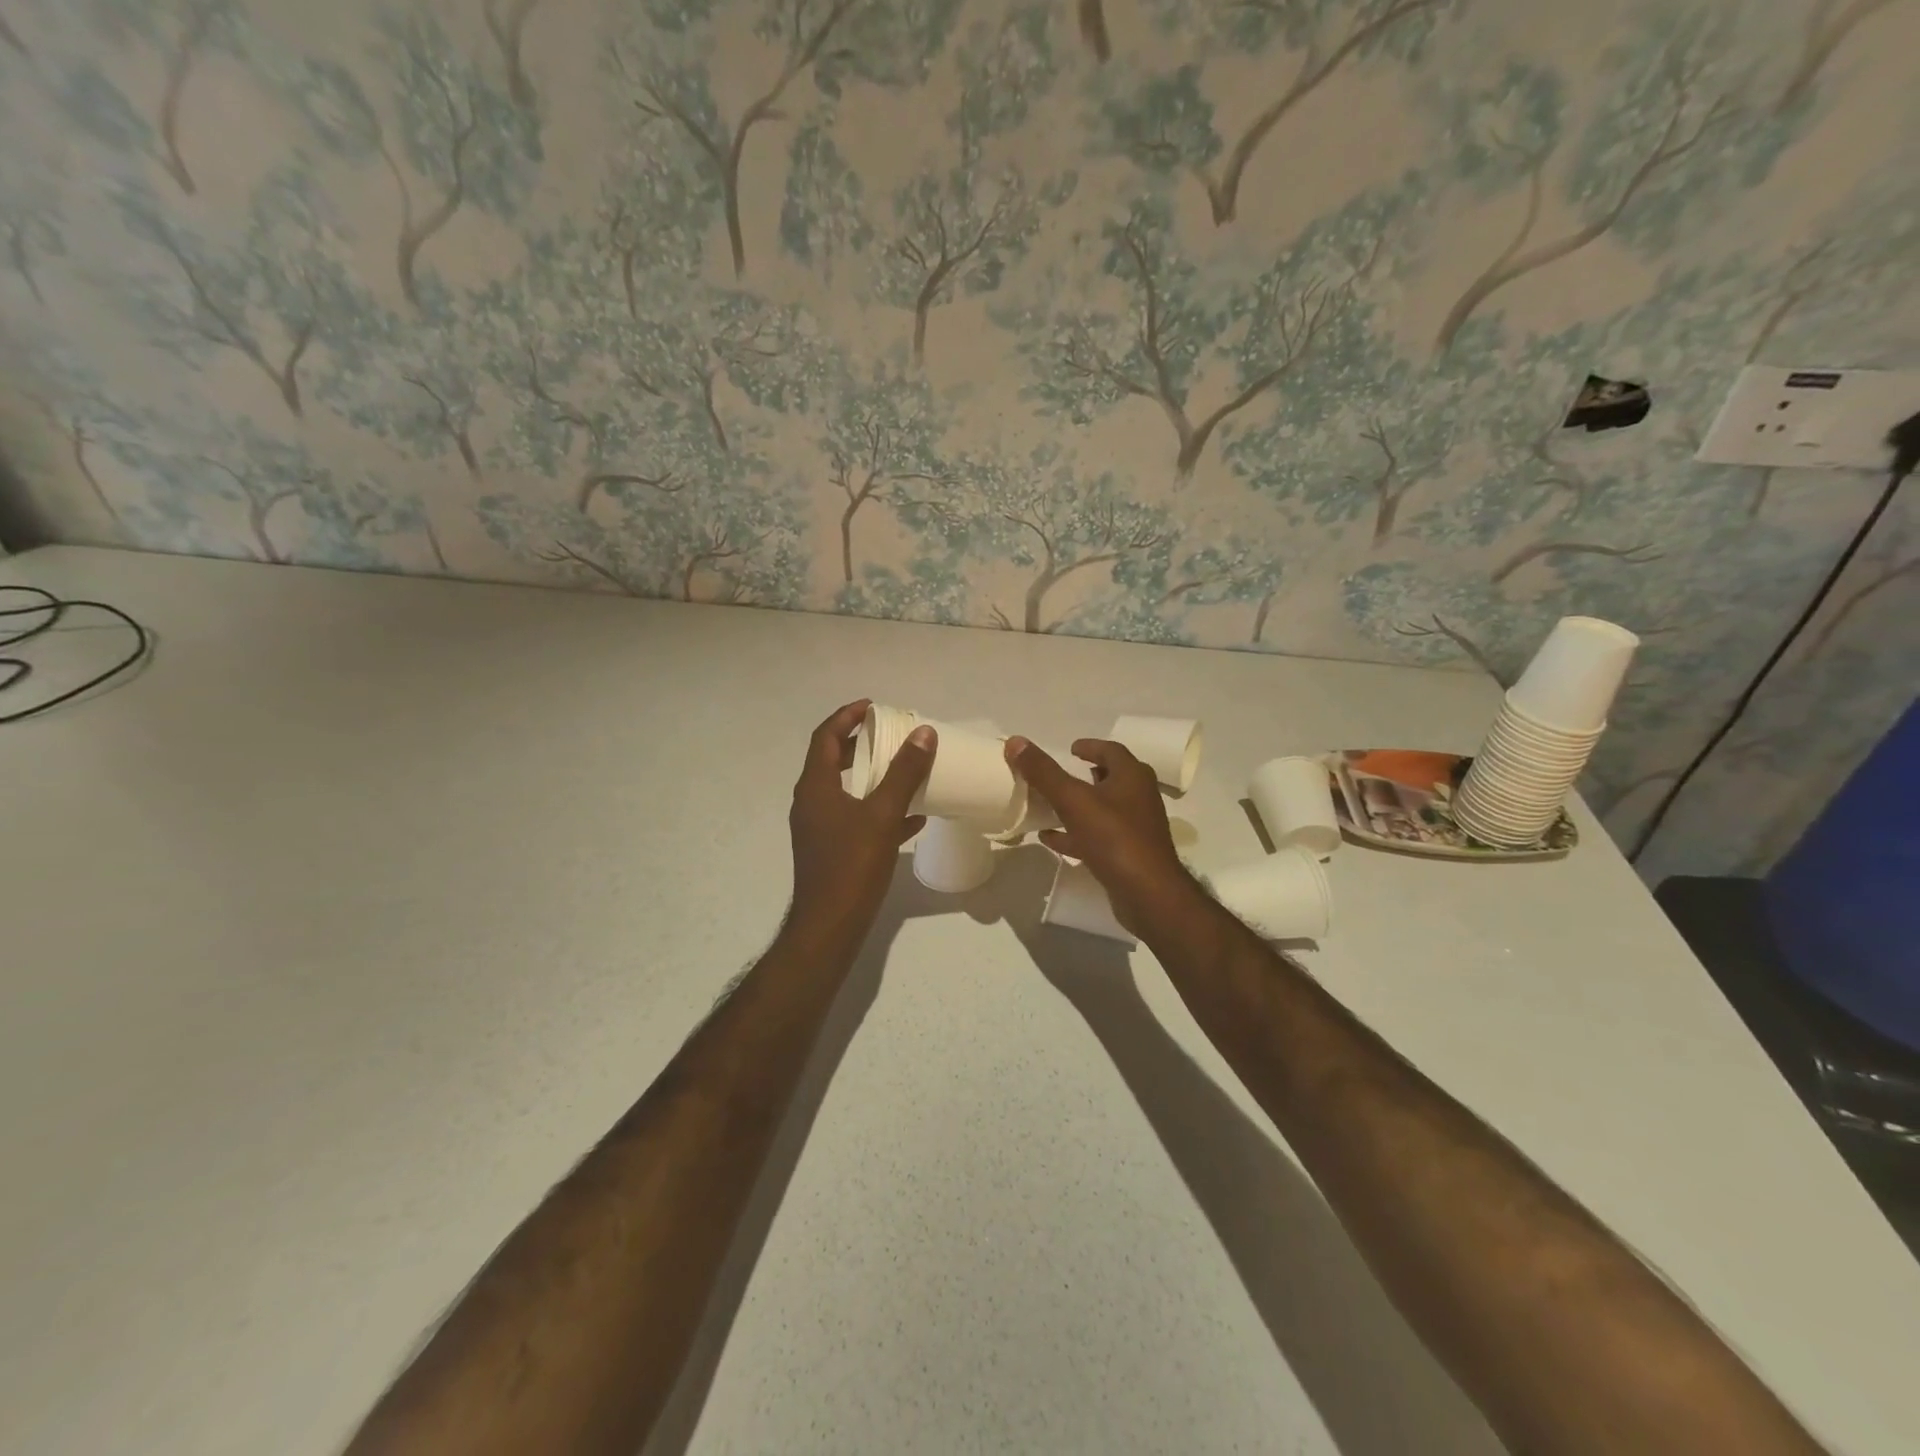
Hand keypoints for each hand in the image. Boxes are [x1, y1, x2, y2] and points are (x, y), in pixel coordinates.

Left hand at [787, 700, 935, 941]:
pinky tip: (912, 817)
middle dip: (861, 744)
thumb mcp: (882, 815)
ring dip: (873, 776)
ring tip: (905, 768)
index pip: (825, 737)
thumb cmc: (851, 866)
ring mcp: (820, 828)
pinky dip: (879, 809)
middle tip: (890, 734)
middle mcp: (812, 802)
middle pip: (833, 760)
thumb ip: (903, 773)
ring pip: (847, 790)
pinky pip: (856, 818)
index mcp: (816, 787)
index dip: (846, 716)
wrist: (830, 926)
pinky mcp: (832, 849)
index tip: (873, 706)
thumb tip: (923, 734)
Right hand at [1004, 736, 1199, 935]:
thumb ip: (1044, 772)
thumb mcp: (1073, 800)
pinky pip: (1099, 837)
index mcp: (1132, 777)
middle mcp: (1138, 797)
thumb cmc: (1114, 838)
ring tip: (1050, 805)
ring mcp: (1136, 828)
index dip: (1090, 747)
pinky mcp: (1128, 854)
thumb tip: (1016, 741)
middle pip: (1111, 779)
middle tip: (1061, 774)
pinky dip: (1076, 834)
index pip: (1111, 751)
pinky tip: (1051, 839)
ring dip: (1078, 806)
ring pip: (1103, 809)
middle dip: (1086, 775)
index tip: (1070, 748)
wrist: (1148, 895)